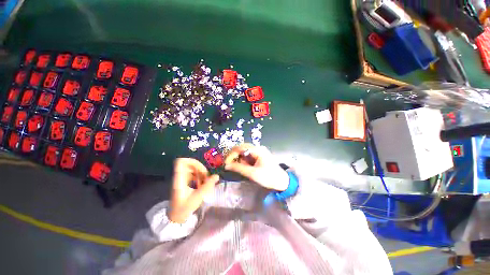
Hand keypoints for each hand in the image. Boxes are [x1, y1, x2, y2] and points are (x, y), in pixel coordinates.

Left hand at [169, 158, 218, 222]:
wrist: (176, 217)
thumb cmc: (184, 208)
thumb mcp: (197, 197)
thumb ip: (207, 186)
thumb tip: (217, 176)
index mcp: (180, 179)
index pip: (181, 162)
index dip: (192, 161)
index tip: (201, 169)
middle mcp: (180, 176)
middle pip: (190, 164)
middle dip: (200, 169)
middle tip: (206, 177)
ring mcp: (183, 179)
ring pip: (193, 169)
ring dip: (201, 174)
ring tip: (205, 182)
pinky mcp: (185, 182)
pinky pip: (194, 175)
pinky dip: (200, 178)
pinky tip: (202, 185)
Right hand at [224, 144, 288, 190]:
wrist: (282, 181)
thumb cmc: (269, 177)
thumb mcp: (252, 173)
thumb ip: (239, 168)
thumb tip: (227, 165)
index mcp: (257, 150)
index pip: (240, 148)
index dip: (231, 155)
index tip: (226, 163)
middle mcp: (258, 148)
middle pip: (242, 148)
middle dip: (235, 157)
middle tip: (230, 166)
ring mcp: (259, 151)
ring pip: (244, 152)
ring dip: (240, 160)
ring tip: (244, 169)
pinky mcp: (259, 156)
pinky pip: (249, 156)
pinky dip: (245, 161)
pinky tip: (247, 168)